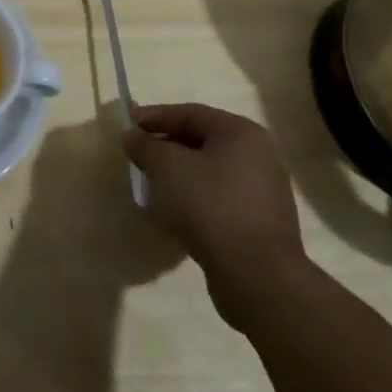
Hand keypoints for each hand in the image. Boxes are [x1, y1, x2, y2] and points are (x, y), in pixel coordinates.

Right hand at [123, 102, 310, 331]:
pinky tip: (175, 213)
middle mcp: (259, 156)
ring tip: (152, 185)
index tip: (128, 126)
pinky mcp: (260, 224)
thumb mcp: (167, 167)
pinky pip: (219, 199)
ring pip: (209, 172)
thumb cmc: (211, 206)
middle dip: (166, 147)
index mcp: (242, 133)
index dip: (155, 117)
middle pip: (201, 141)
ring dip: (179, 175)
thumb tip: (132, 137)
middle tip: (138, 155)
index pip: (190, 114)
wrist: (257, 277)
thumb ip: (146, 146)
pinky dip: (194, 198)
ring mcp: (263, 192)